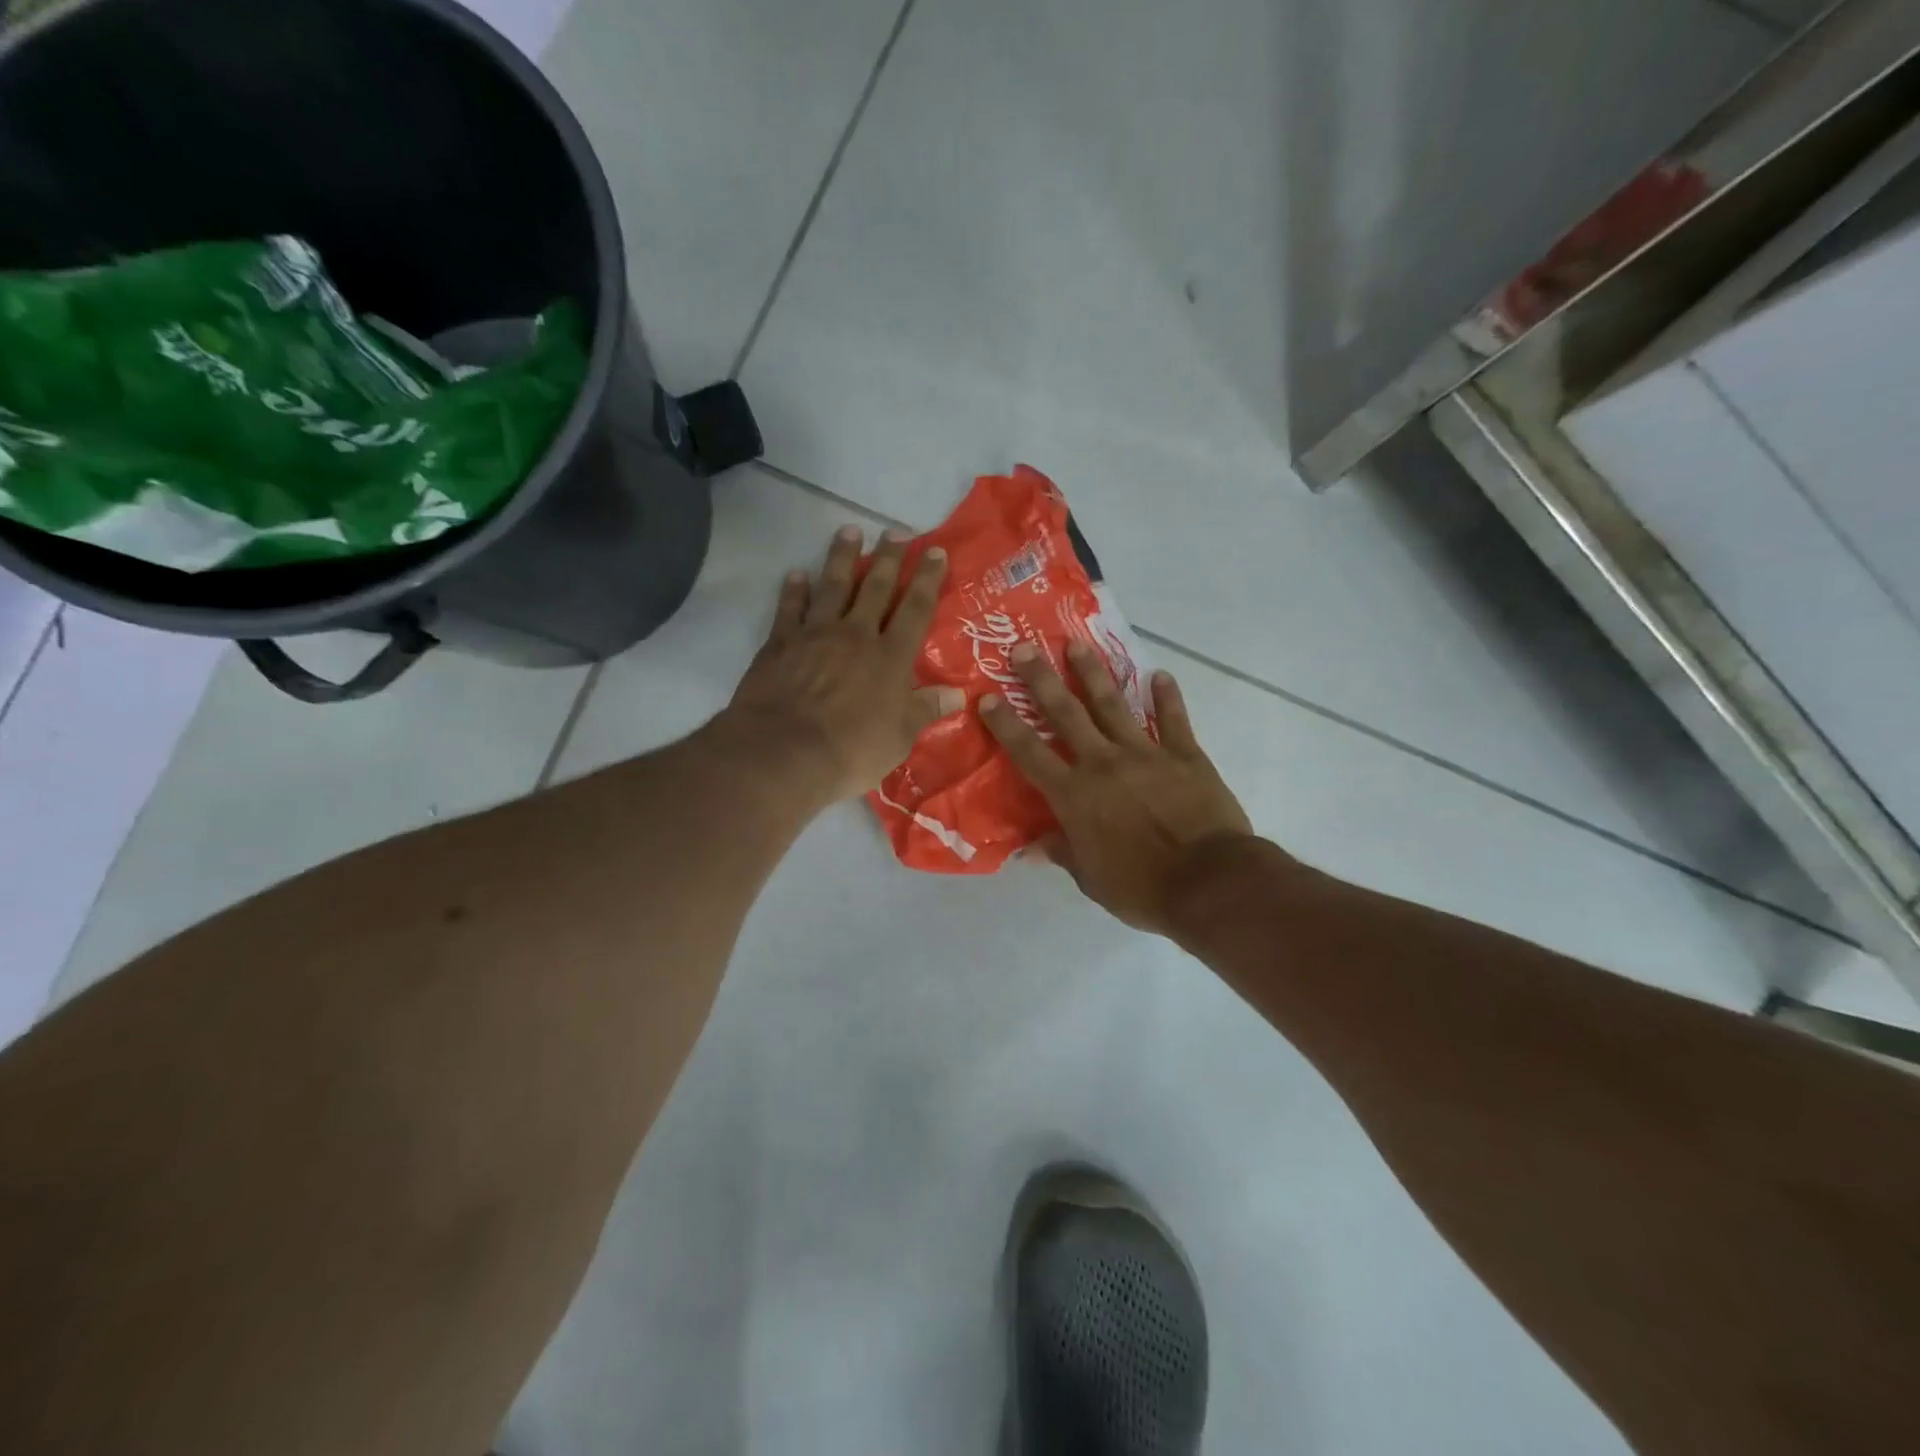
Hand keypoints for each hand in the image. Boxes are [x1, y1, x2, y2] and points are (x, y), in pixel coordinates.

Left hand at [724, 525, 964, 805]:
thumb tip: (958, 694)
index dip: (927, 579)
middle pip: (876, 587)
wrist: (784, 751)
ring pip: (833, 586)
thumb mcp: (900, 737)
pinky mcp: (781, 643)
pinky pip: (790, 608)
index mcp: (890, 657)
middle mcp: (856, 635)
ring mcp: (816, 634)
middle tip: (898, 531)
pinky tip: (797, 574)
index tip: (935, 552)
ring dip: (842, 557)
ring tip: (850, 531)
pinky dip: (794, 590)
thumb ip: (926, 710)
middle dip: (889, 558)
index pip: (915, 609)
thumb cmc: (851, 749)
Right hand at [981, 640, 1252, 934]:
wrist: (1208, 881)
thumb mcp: (1091, 879)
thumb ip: (1063, 852)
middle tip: (1024, 648)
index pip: (1029, 753)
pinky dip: (1167, 697)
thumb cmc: (1142, 887)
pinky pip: (1174, 719)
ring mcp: (1145, 753)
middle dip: (1041, 679)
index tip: (987, 697)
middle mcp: (1103, 763)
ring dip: (1093, 673)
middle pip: (1066, 713)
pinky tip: (1160, 675)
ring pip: (1113, 705)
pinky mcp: (1184, 755)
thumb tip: (1031, 847)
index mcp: (1074, 795)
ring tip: (1077, 644)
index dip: (1006, 725)